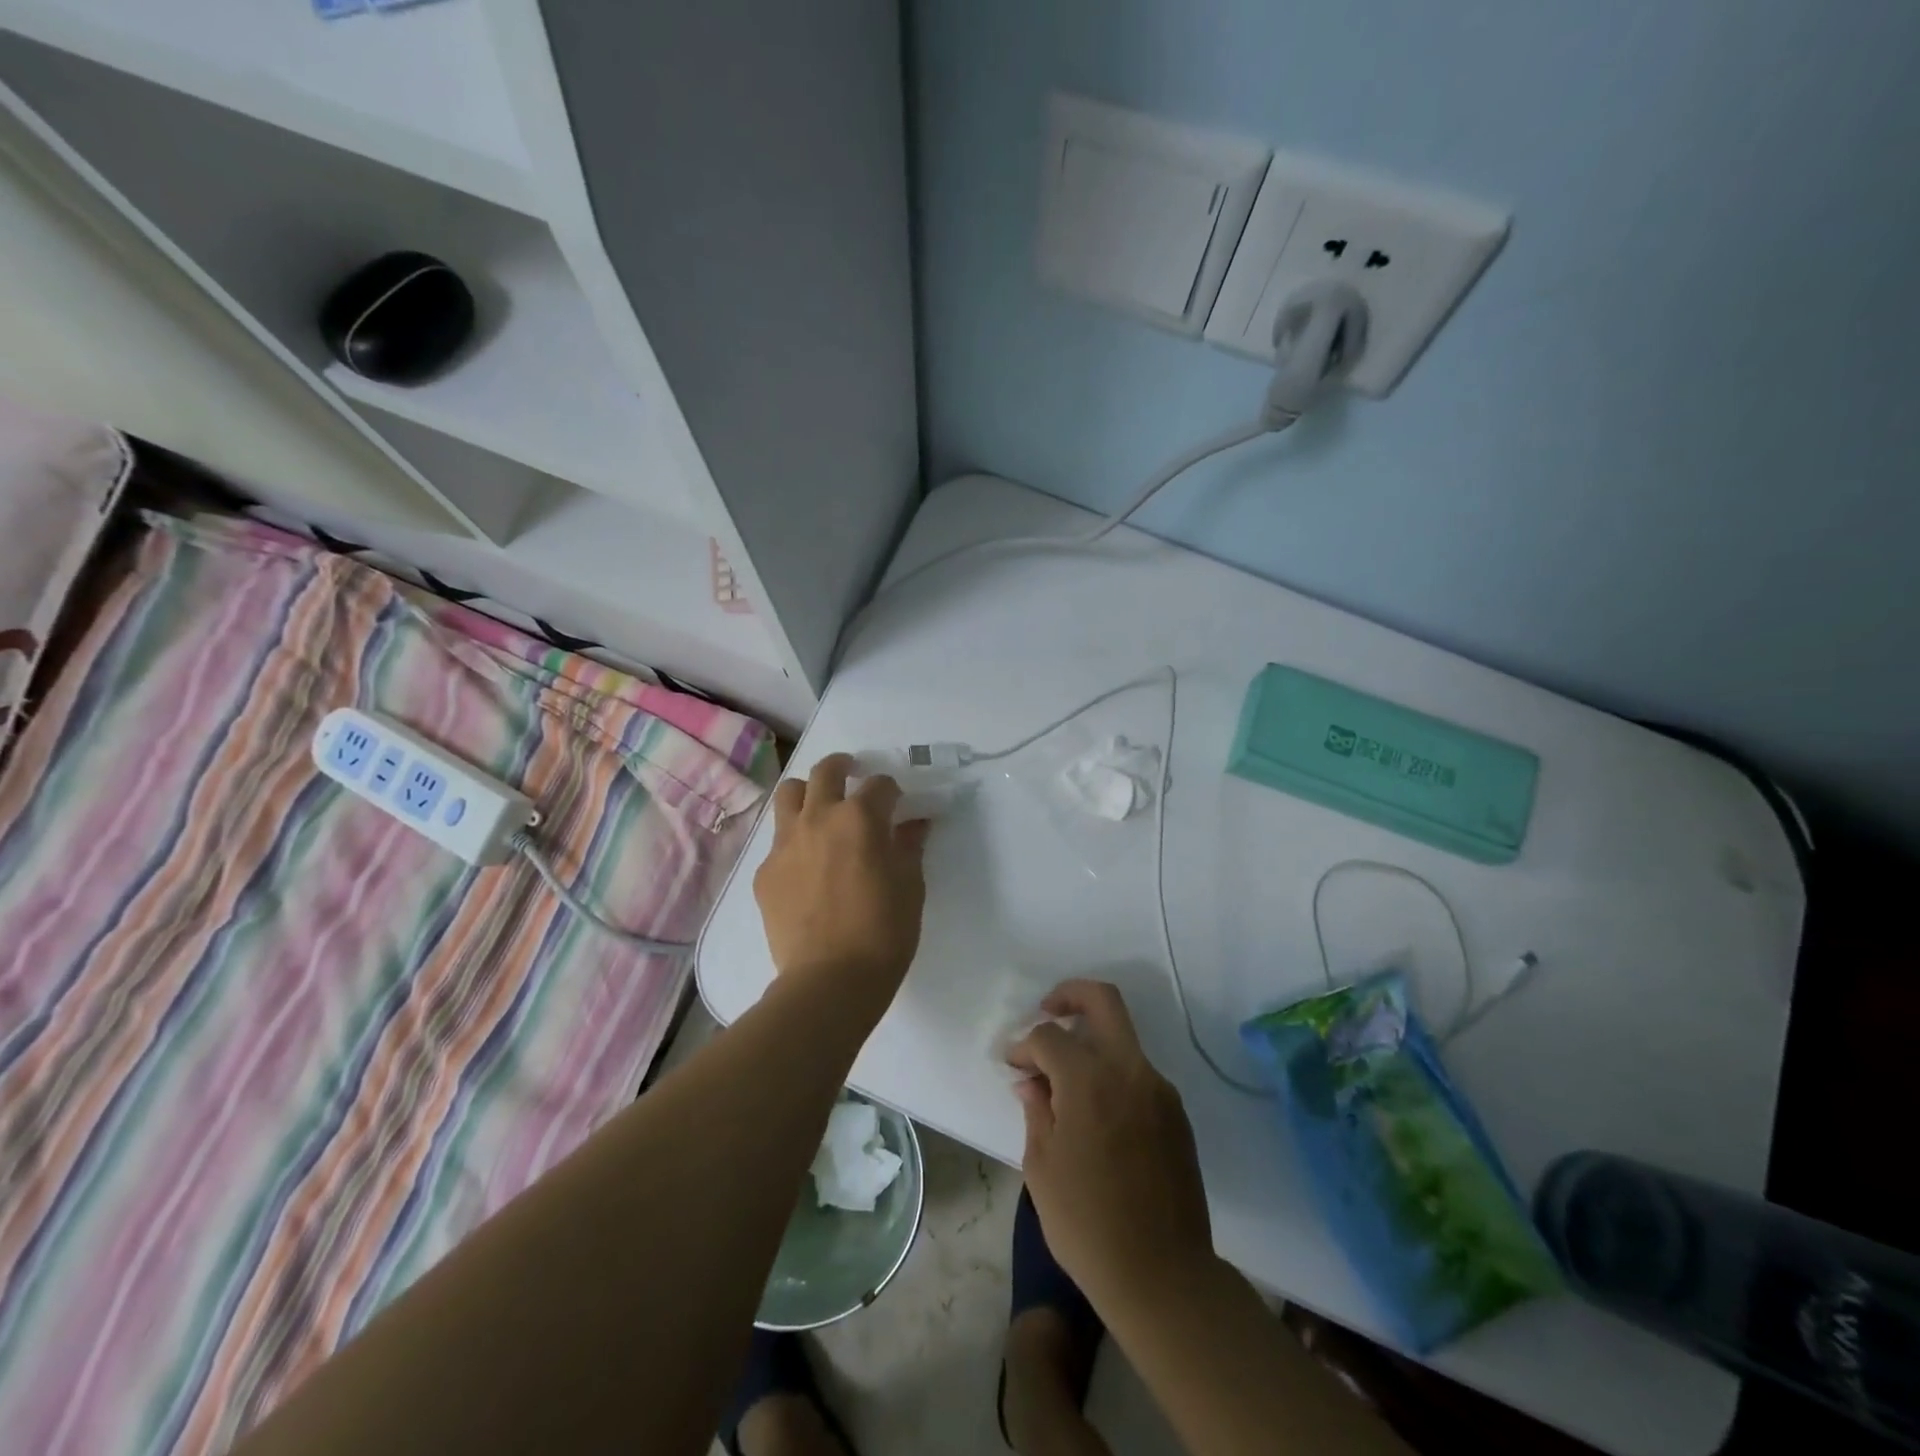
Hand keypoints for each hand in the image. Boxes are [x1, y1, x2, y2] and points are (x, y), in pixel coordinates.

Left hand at [753, 753, 929, 1023]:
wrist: (830, 981)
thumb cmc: (884, 932)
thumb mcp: (910, 886)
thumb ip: (909, 846)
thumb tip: (914, 823)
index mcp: (860, 818)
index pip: (879, 784)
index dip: (891, 791)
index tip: (897, 804)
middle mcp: (818, 818)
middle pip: (825, 771)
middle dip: (842, 766)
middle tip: (851, 774)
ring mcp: (785, 843)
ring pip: (789, 794)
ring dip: (807, 793)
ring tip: (819, 810)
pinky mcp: (764, 872)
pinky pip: (778, 841)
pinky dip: (794, 841)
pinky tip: (805, 868)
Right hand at [1008, 980, 1214, 1316]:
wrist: (1163, 1276)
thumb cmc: (1087, 1224)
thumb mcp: (1042, 1167)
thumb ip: (1036, 1110)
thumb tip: (1031, 1081)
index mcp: (1090, 1081)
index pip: (1049, 1037)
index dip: (1024, 1046)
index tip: (1012, 1065)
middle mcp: (1130, 1071)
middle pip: (1103, 1001)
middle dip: (1070, 995)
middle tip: (1046, 1011)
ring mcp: (1159, 1090)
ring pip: (1123, 1037)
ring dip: (1092, 1040)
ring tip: (1064, 1077)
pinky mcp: (1176, 1113)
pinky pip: (1137, 1073)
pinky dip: (1111, 1073)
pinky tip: (1094, 1110)